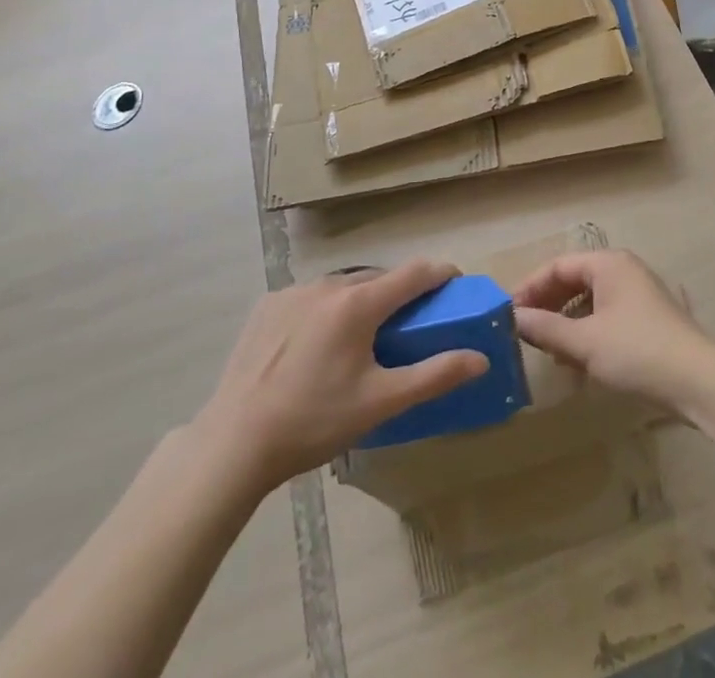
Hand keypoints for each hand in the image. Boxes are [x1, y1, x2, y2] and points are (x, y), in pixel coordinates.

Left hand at [193, 260, 487, 494]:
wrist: (235, 442)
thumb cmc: (315, 422)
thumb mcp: (381, 403)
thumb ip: (434, 375)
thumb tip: (479, 358)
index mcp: (359, 303)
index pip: (414, 273)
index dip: (441, 274)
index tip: (456, 284)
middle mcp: (329, 285)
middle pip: (378, 278)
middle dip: (401, 294)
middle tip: (409, 324)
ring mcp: (294, 292)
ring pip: (343, 286)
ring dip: (362, 300)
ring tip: (362, 338)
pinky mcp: (268, 305)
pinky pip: (311, 297)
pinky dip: (326, 310)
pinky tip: (317, 345)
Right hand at [512, 249, 714, 415]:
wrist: (700, 382)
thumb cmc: (637, 352)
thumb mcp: (584, 342)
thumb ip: (545, 328)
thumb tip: (513, 318)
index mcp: (608, 263)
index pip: (557, 266)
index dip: (530, 288)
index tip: (507, 313)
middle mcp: (623, 270)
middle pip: (574, 281)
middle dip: (547, 306)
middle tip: (523, 332)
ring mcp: (638, 294)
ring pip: (590, 301)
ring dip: (566, 324)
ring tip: (548, 351)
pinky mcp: (648, 320)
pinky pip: (606, 317)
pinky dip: (587, 334)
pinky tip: (577, 362)